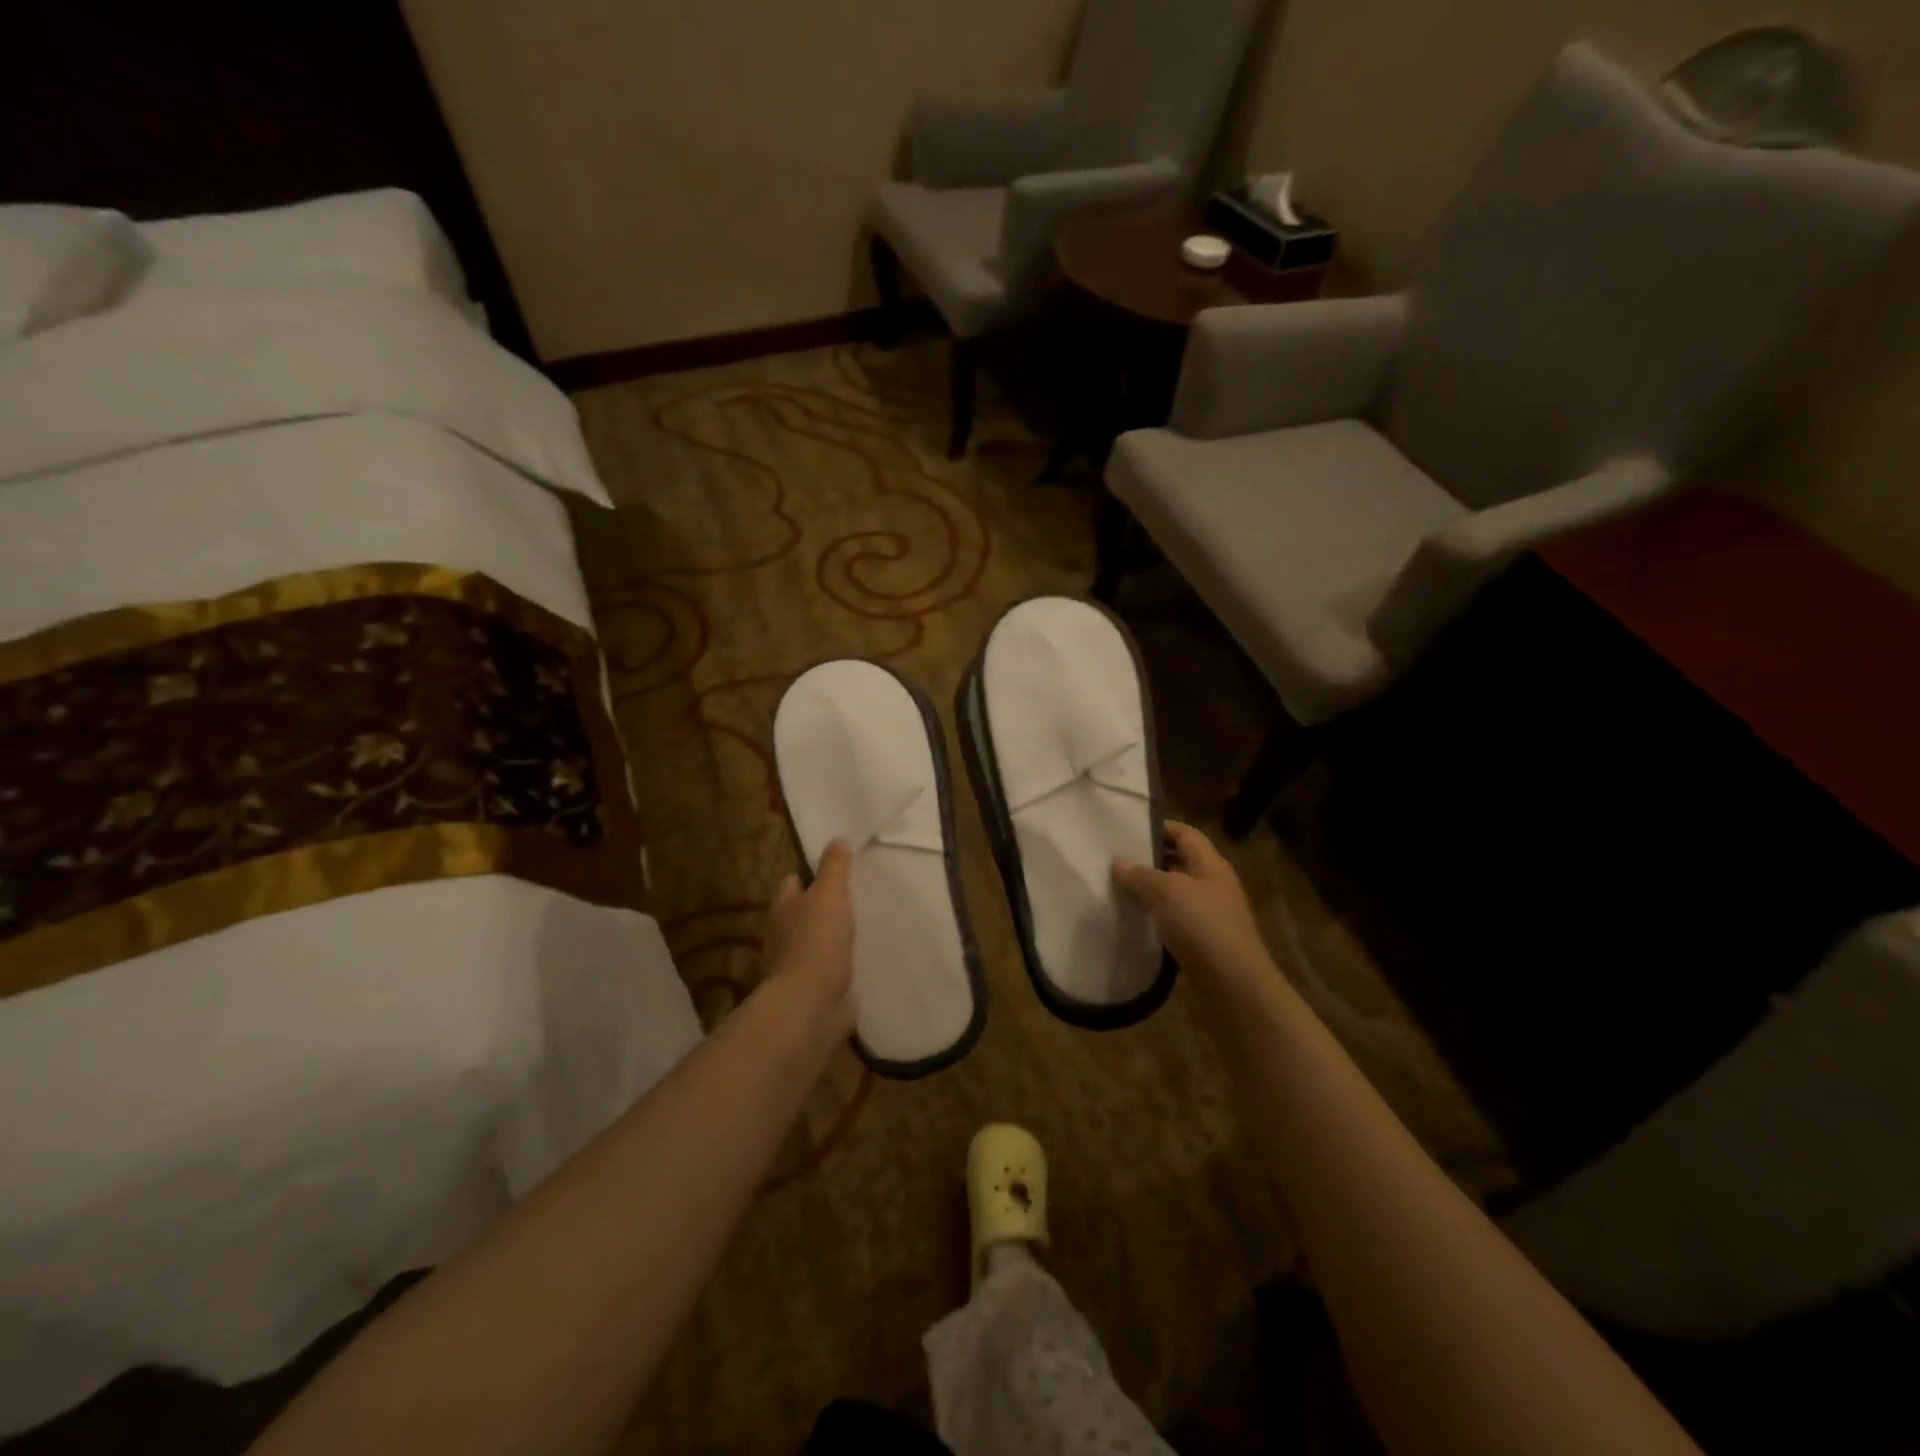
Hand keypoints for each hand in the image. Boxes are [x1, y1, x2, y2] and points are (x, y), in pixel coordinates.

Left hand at [763, 840, 856, 1044]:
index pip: (792, 883)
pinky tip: (866, 958)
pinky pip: (833, 969)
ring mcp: (801, 965)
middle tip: (855, 895)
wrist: (812, 1004)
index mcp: (784, 909)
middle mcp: (787, 935)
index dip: (807, 874)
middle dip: (823, 907)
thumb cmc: (817, 941)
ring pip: (819, 942)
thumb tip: (836, 839)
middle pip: (804, 913)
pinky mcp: (818, 989)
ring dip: (835, 937)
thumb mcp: (829, 894)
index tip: (832, 869)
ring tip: (865, 926)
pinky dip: (844, 964)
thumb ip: (834, 867)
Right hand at [1114, 822, 1272, 993]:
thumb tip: (1118, 863)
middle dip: (1148, 860)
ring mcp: (1209, 915)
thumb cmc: (1202, 926)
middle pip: (1179, 862)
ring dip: (1148, 891)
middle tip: (1113, 859)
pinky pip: (1173, 920)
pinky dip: (1153, 918)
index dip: (1158, 828)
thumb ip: (1140, 874)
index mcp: (1211, 865)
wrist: (1233, 986)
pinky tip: (1131, 920)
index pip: (1184, 834)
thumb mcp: (1167, 892)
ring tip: (1115, 888)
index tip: (1126, 830)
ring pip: (1174, 893)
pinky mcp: (1202, 942)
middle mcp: (1212, 885)